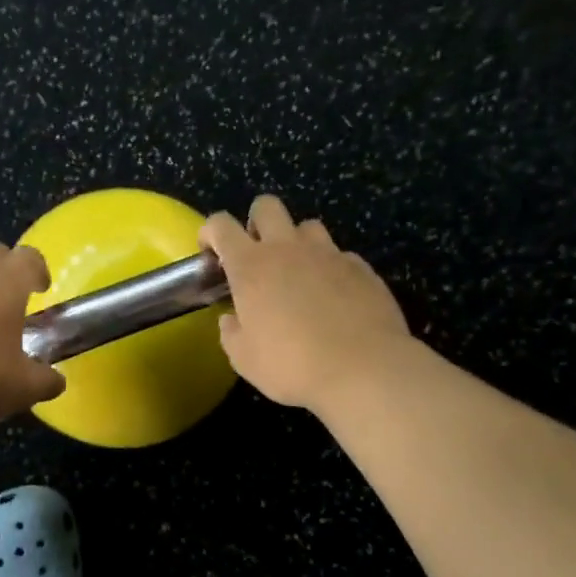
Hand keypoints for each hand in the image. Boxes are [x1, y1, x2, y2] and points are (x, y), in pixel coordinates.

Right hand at [200, 195, 412, 414]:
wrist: (364, 370)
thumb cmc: (292, 365)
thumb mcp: (245, 359)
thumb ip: (231, 332)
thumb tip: (231, 319)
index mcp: (251, 266)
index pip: (221, 225)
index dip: (211, 232)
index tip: (210, 251)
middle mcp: (288, 249)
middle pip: (266, 206)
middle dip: (256, 222)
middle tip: (257, 254)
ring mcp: (328, 254)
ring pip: (307, 226)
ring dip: (296, 242)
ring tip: (298, 273)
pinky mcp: (361, 268)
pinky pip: (339, 255)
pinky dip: (330, 268)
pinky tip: (333, 296)